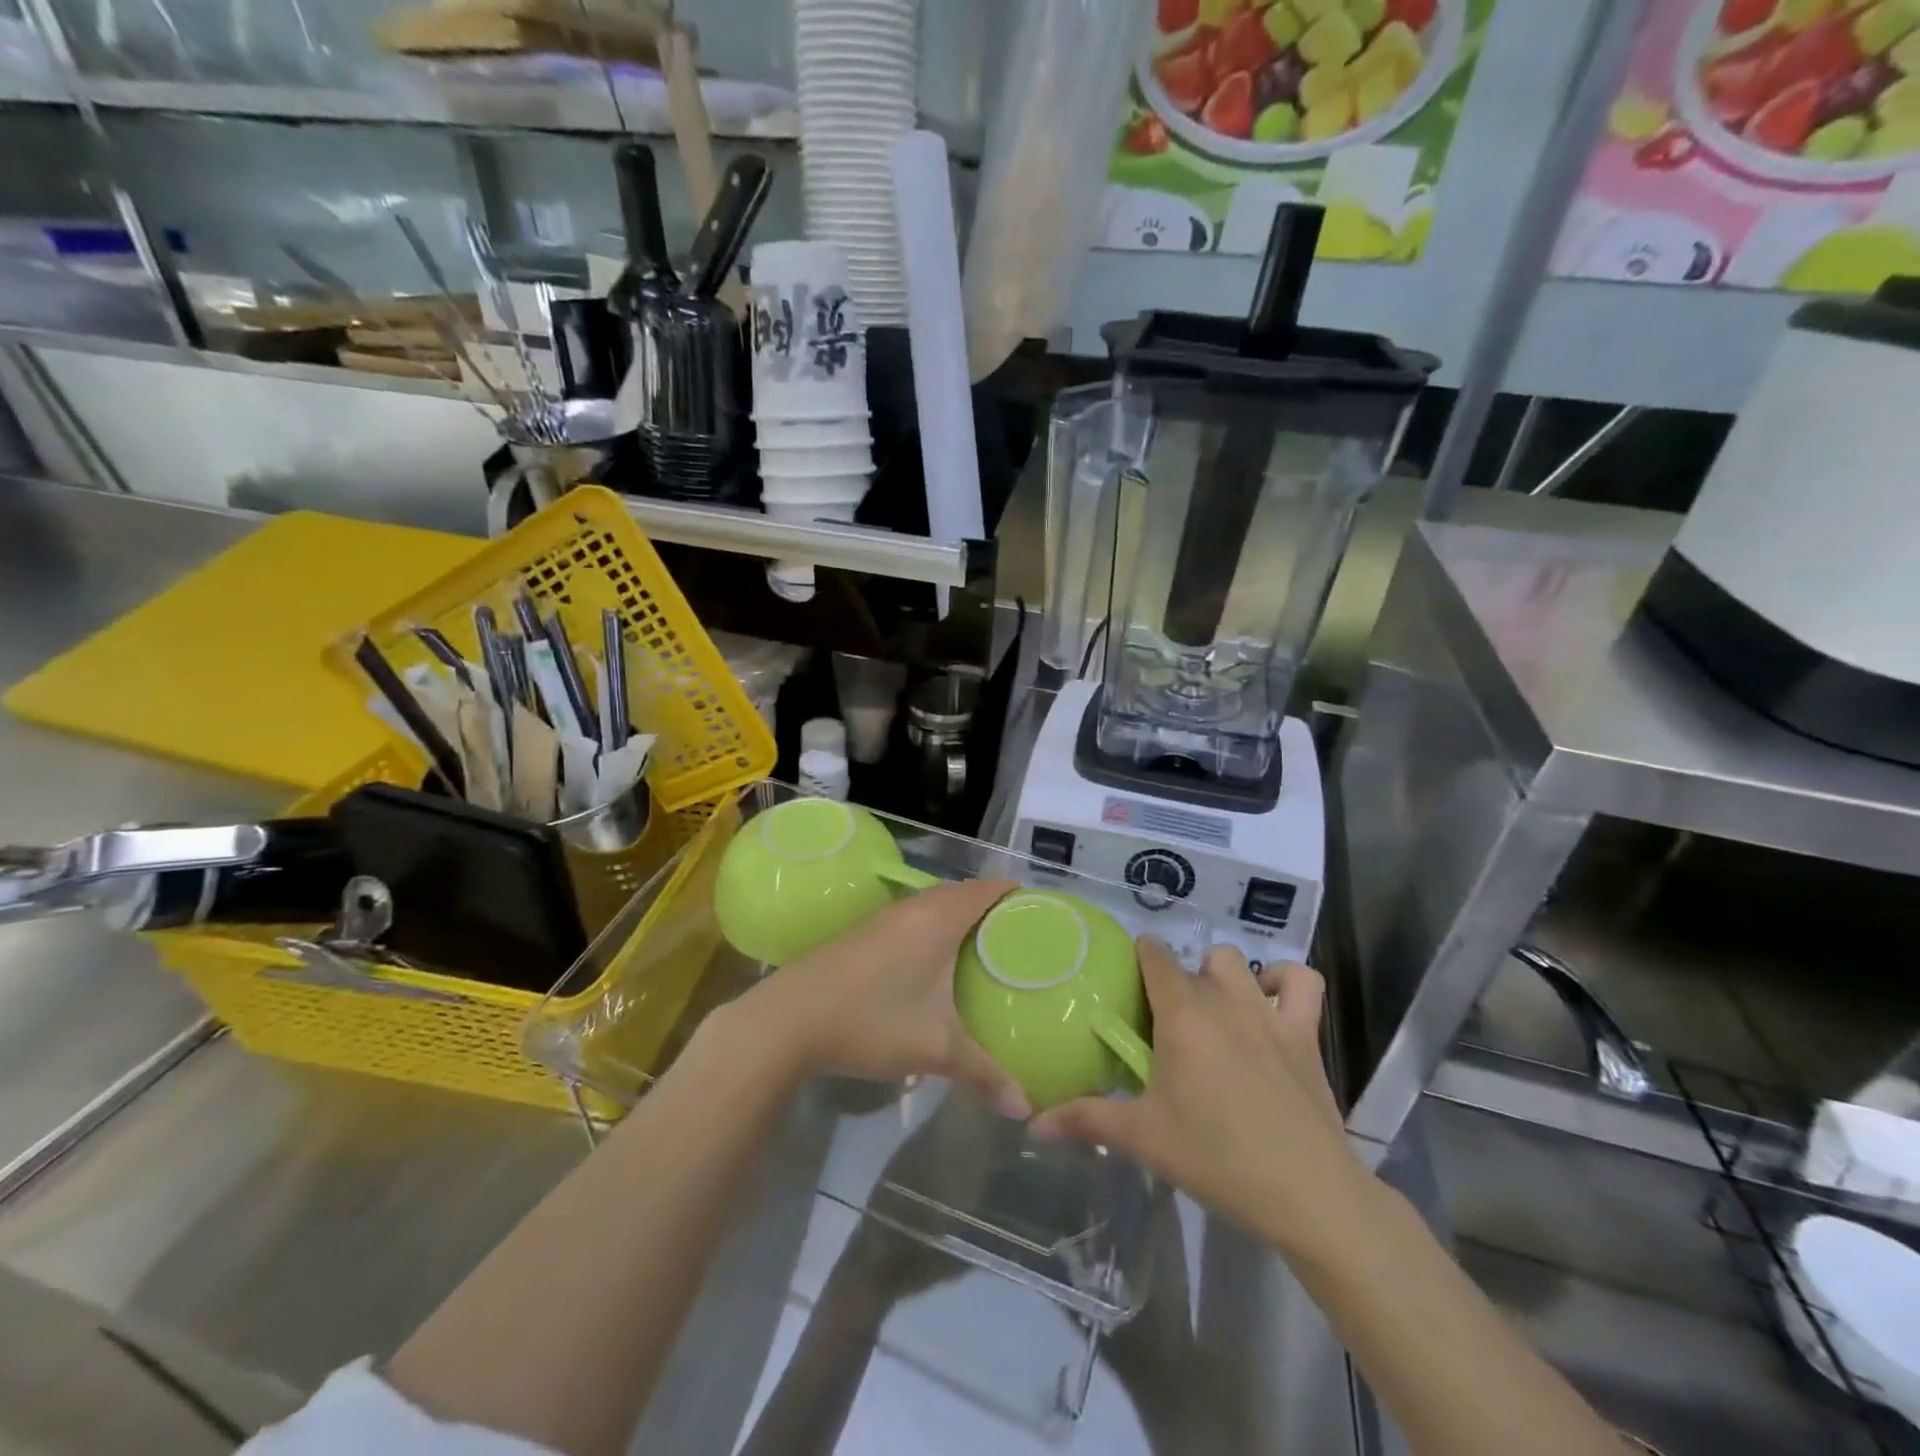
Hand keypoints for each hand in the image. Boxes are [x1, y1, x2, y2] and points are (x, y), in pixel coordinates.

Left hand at [734, 877, 1030, 1119]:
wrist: (789, 1018)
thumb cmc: (872, 1021)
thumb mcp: (936, 1050)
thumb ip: (985, 1074)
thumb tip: (1026, 1109)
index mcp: (939, 920)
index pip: (985, 890)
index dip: (1013, 892)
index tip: (1039, 908)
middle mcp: (913, 909)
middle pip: (960, 892)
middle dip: (988, 905)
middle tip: (1016, 932)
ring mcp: (883, 918)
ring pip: (931, 904)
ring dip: (956, 914)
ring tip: (980, 944)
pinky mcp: (862, 933)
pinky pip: (911, 917)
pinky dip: (930, 926)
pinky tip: (931, 960)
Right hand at [1030, 940, 1370, 1259]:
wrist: (1308, 1195)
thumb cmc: (1218, 1159)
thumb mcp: (1144, 1138)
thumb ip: (1086, 1121)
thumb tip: (1032, 1125)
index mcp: (1181, 1015)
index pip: (1154, 956)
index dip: (1137, 959)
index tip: (1126, 984)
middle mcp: (1223, 999)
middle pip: (1190, 964)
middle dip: (1174, 983)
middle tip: (1164, 1024)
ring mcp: (1269, 1012)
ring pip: (1237, 962)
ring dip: (1220, 976)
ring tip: (1211, 1012)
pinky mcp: (1305, 1033)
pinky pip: (1301, 982)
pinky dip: (1284, 982)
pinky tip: (1268, 1004)